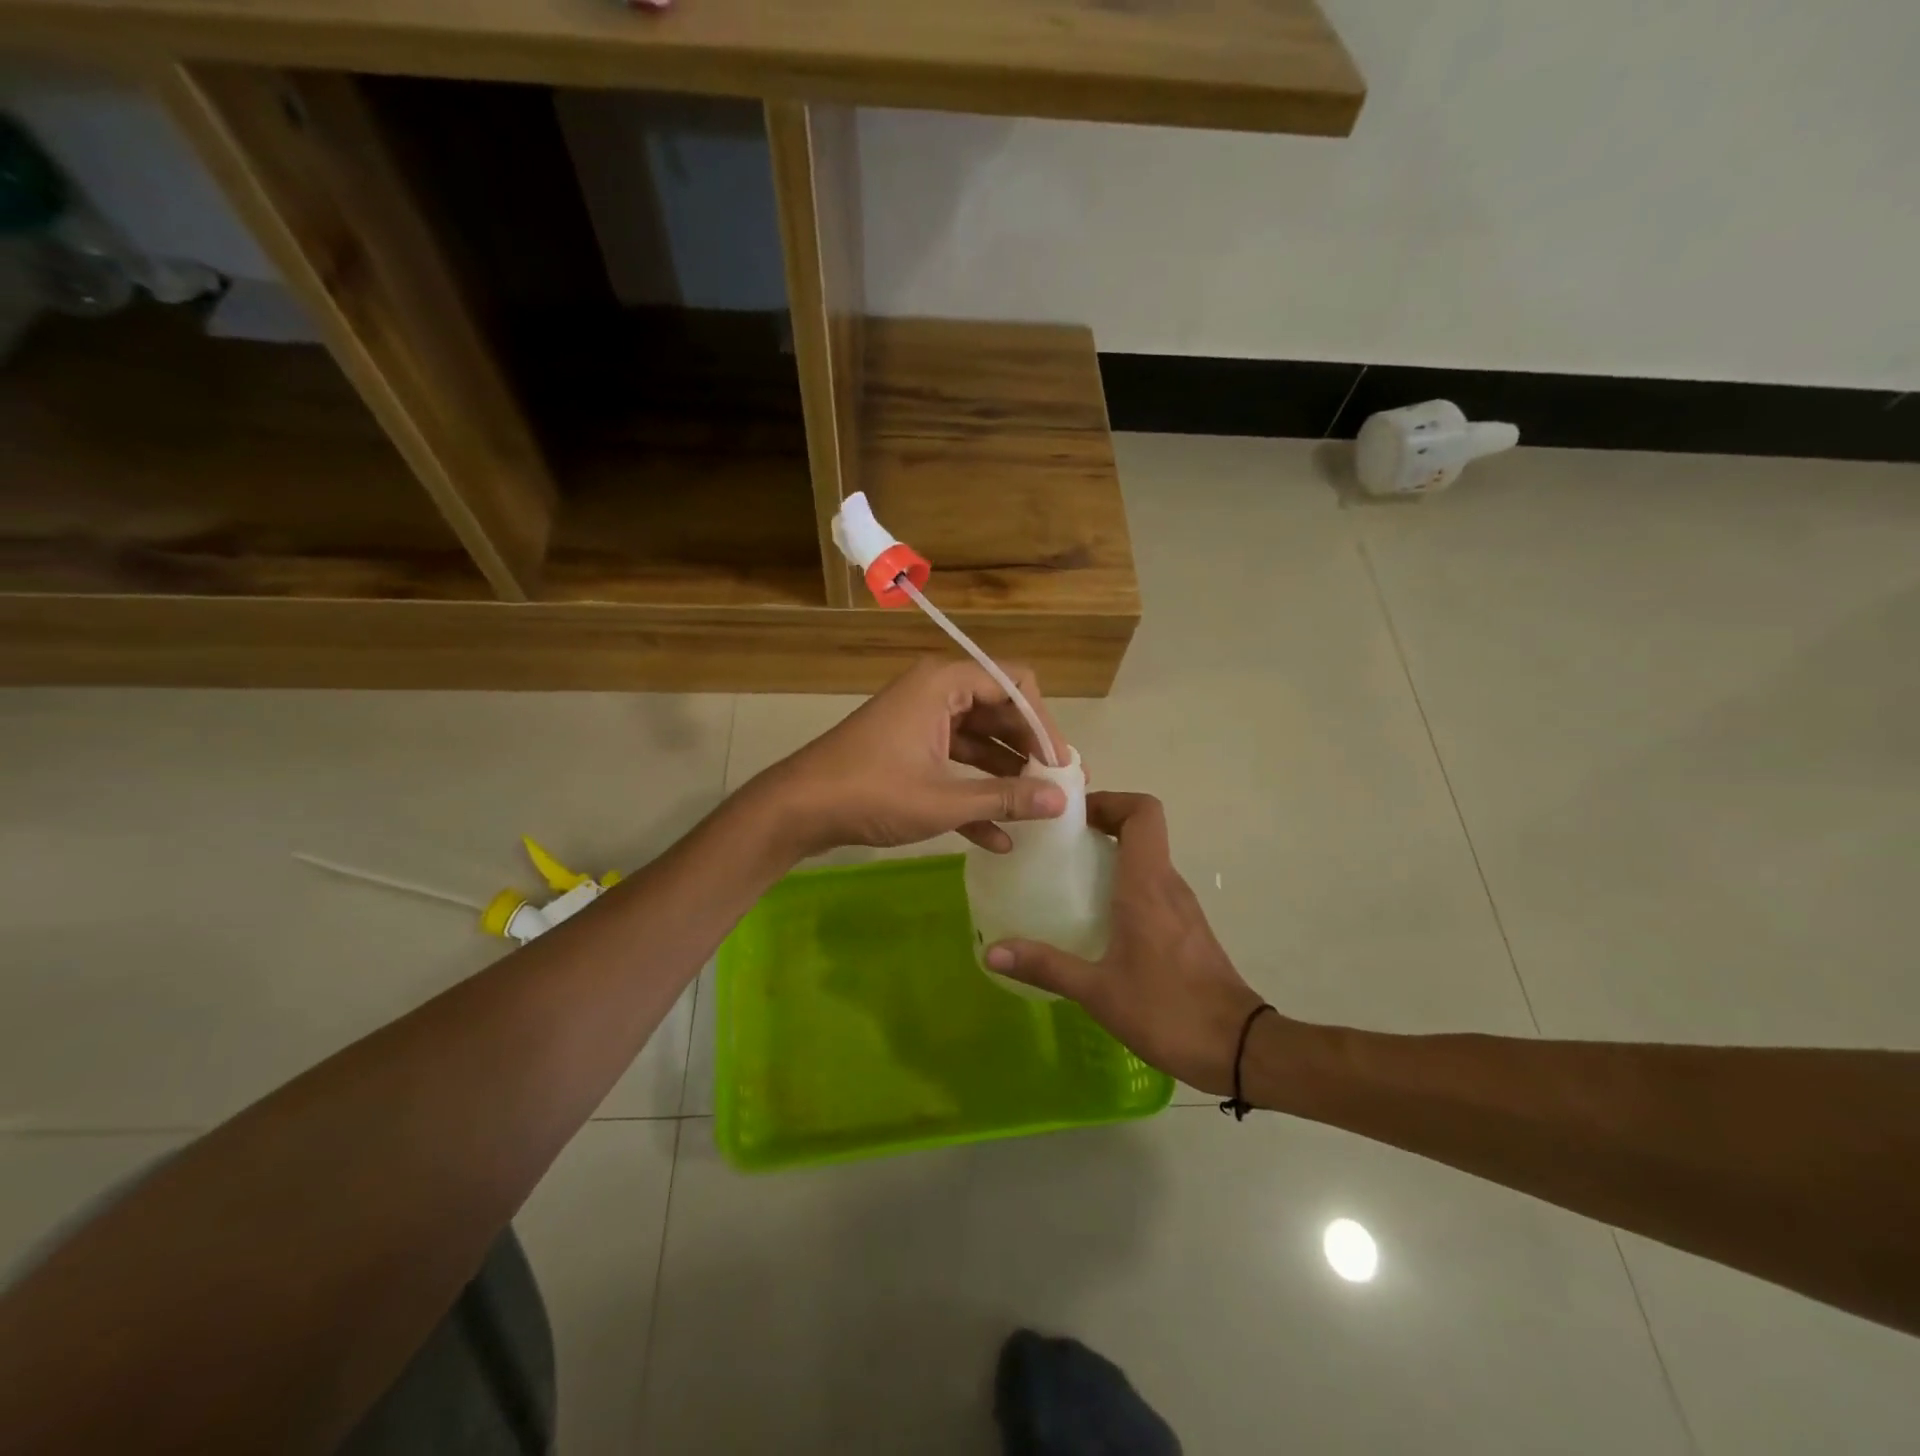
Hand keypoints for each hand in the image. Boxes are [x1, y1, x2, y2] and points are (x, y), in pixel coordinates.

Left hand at [752, 657, 1071, 858]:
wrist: (798, 809)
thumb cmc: (871, 793)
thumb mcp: (943, 800)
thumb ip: (1005, 798)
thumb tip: (1061, 801)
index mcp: (944, 684)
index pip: (1014, 684)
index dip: (1044, 723)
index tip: (1063, 765)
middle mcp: (936, 693)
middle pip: (1000, 712)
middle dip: (1030, 751)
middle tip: (1059, 788)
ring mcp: (921, 722)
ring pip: (979, 741)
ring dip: (1007, 775)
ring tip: (1039, 811)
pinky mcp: (910, 750)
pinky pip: (954, 764)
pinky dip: (975, 793)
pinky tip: (999, 837)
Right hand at [985, 792, 1270, 1095]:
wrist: (1239, 1049)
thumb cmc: (1168, 1010)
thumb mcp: (1098, 992)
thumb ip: (1046, 966)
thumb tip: (992, 953)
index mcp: (1148, 885)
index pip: (1142, 812)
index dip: (1110, 801)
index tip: (1072, 818)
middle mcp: (1168, 885)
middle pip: (1141, 830)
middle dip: (1100, 826)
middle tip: (1057, 846)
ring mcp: (1182, 907)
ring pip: (1147, 859)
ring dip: (1111, 857)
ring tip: (1068, 879)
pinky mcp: (1187, 929)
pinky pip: (1153, 887)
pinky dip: (1124, 884)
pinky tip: (1097, 920)